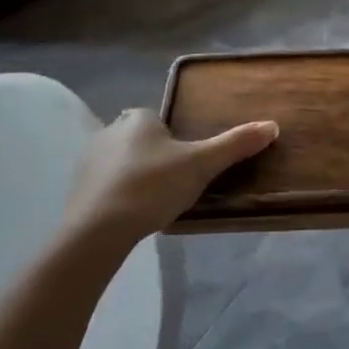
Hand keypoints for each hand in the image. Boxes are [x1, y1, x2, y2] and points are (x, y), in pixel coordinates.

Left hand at [63, 108, 278, 246]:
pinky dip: (117, 196)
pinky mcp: (76, 190)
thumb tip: (272, 125)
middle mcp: (109, 131)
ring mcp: (88, 161)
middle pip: (139, 139)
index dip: (173, 138)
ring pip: (120, 162)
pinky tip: (130, 215)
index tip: (186, 162)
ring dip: (135, 176)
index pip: (158, 119)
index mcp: (138, 118)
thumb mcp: (201, 165)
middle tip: (174, 183)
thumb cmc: (152, 186)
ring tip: (154, 202)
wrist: (97, 230)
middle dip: (154, 156)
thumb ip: (234, 144)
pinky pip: (104, 186)